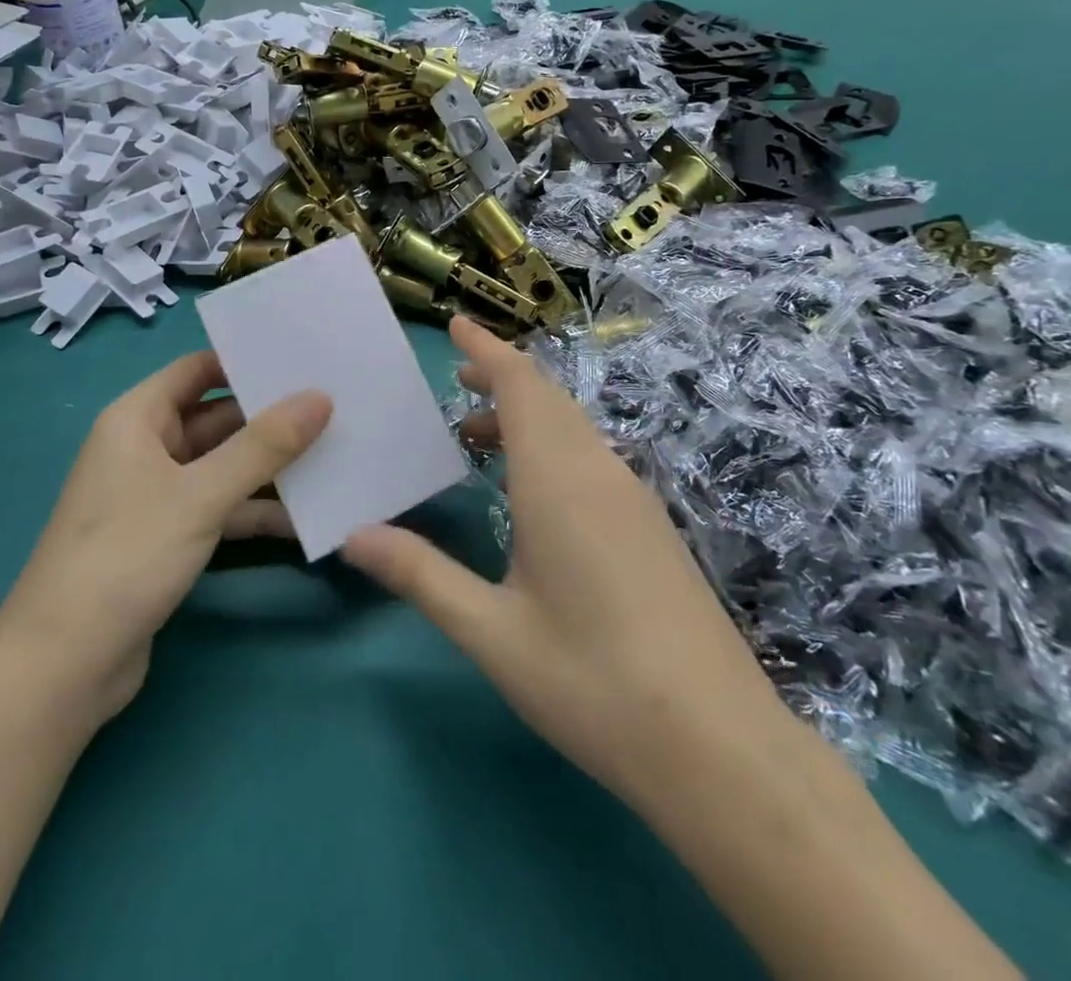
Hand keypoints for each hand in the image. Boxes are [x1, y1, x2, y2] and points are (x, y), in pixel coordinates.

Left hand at [0, 351, 327, 724]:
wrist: (63, 668)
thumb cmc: (126, 557)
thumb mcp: (201, 494)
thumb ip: (264, 445)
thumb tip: (320, 397)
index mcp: (138, 420)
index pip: (197, 369)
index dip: (245, 361)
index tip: (303, 358)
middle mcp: (146, 449)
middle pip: (217, 418)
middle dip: (271, 418)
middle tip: (336, 408)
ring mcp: (157, 496)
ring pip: (223, 466)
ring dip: (270, 468)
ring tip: (334, 457)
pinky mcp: (168, 538)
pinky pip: (220, 507)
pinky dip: (255, 510)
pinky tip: (304, 518)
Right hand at [342, 318, 795, 818]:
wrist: (718, 745)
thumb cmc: (592, 681)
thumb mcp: (491, 632)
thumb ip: (420, 575)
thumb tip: (353, 534)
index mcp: (558, 479)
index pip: (522, 386)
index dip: (488, 349)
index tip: (456, 325)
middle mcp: (600, 471)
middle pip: (550, 398)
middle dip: (503, 377)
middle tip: (456, 381)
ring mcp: (634, 497)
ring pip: (574, 428)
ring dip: (528, 415)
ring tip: (479, 436)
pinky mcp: (652, 527)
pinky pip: (593, 458)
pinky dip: (553, 447)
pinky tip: (533, 492)